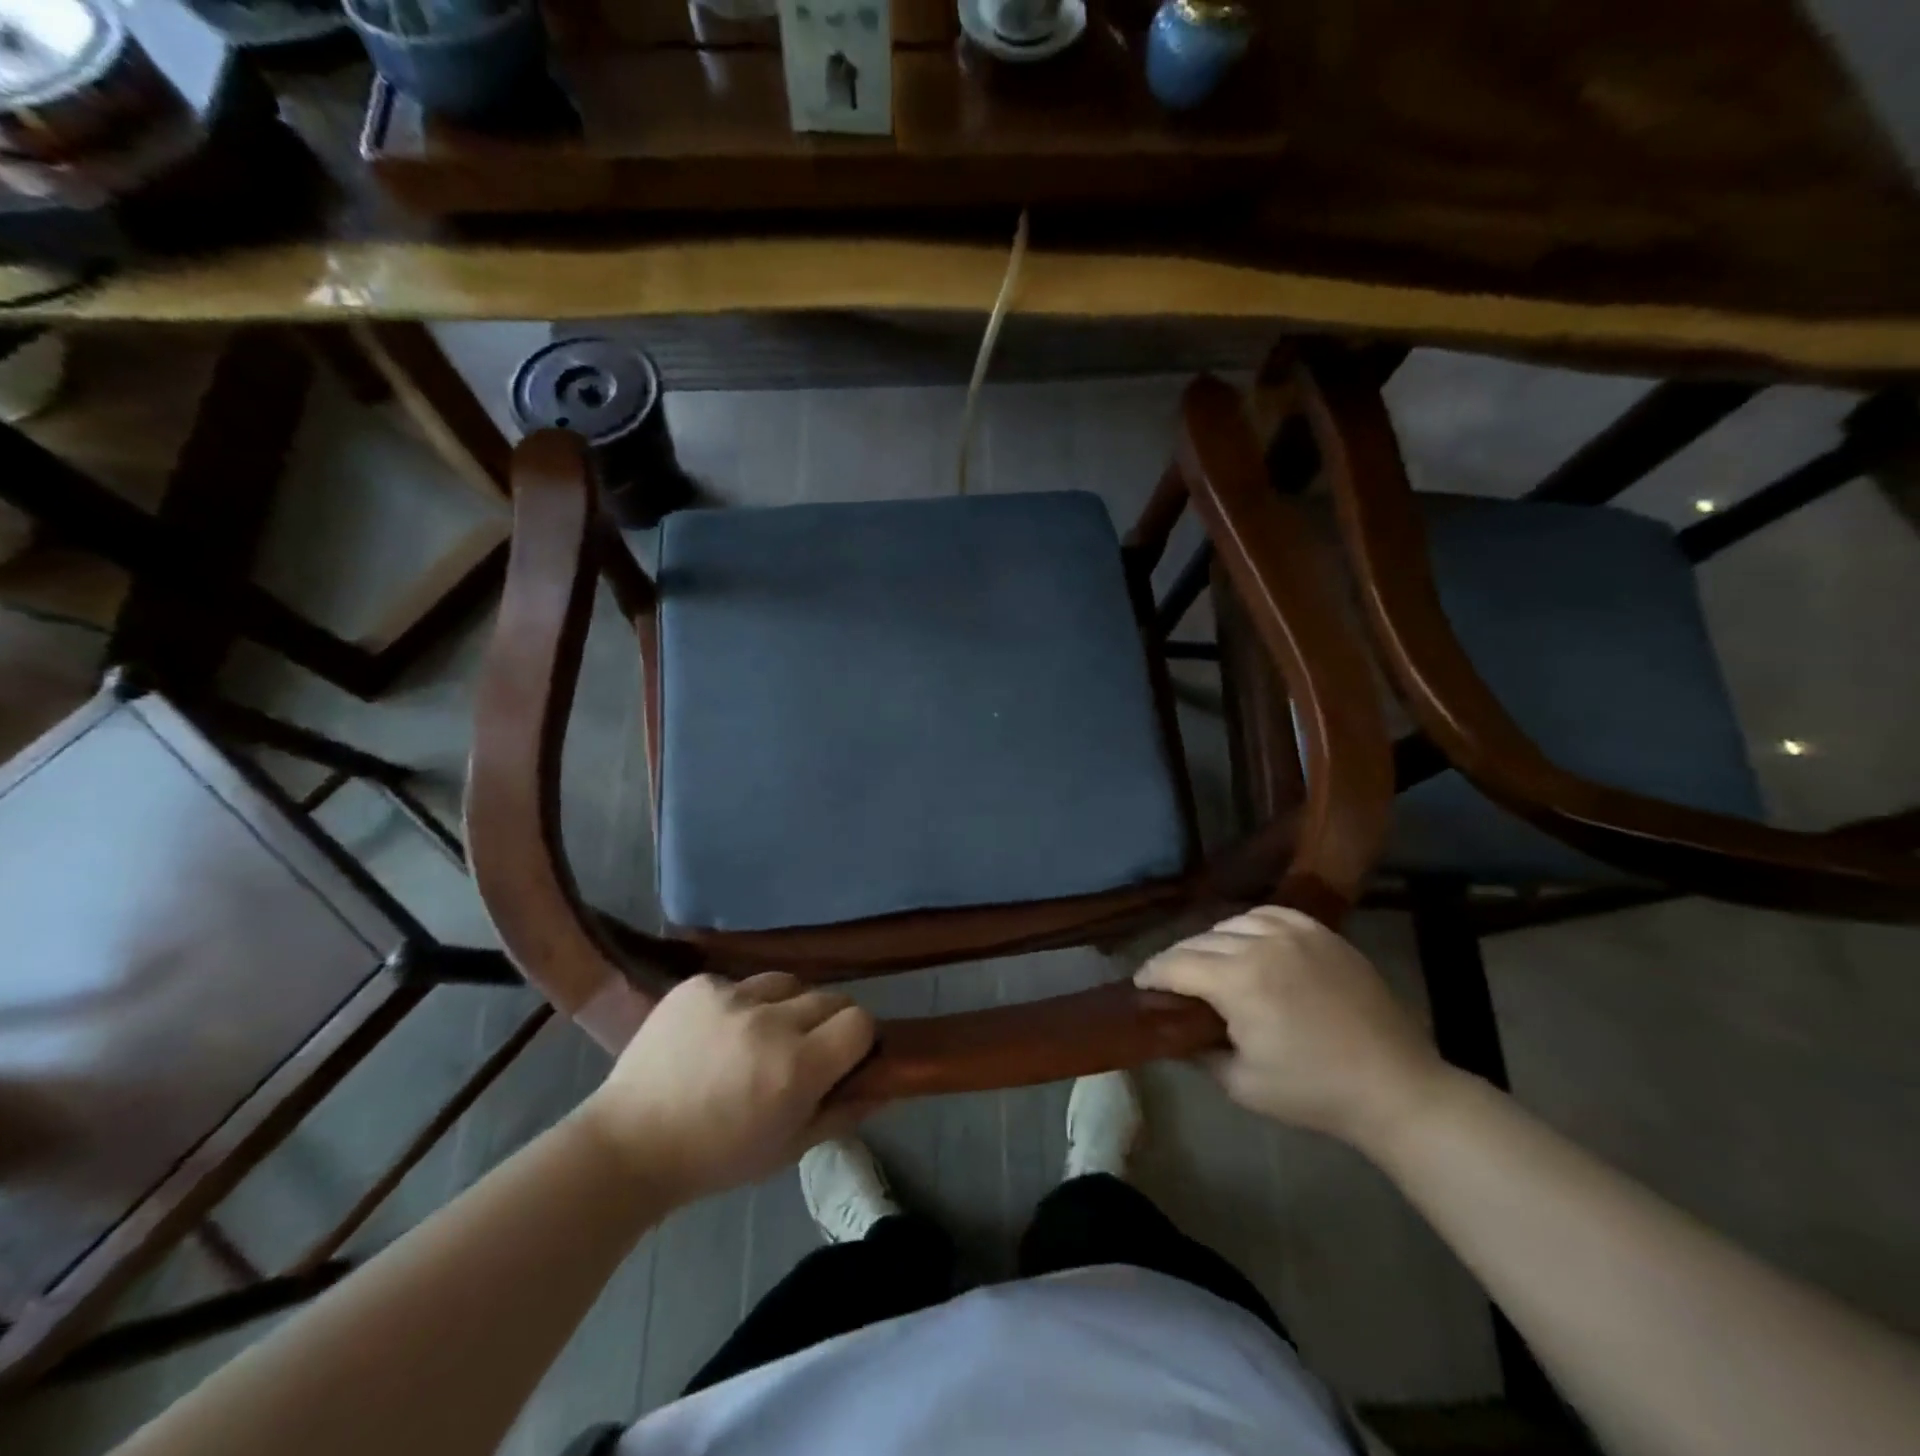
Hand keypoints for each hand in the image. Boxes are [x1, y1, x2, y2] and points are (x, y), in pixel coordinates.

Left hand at [576, 973, 875, 1202]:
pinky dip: (739, 1004)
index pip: (860, 1021)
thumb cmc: (716, 1158)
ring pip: (787, 983)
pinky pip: (740, 982)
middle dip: (825, 1023)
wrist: (629, 1144)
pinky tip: (716, 1033)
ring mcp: (732, 996)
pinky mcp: (699, 984)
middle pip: (829, 997)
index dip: (857, 1039)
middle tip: (801, 1051)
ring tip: (758, 1036)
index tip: (842, 1057)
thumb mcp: (789, 1149)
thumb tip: (888, 1085)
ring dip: (785, 1007)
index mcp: (797, 1066)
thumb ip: (845, 1112)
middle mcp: (771, 1021)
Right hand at [1136, 906, 1448, 1150]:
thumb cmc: (1314, 1092)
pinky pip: (1269, 914)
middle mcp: (1260, 944)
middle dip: (1177, 960)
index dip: (1151, 974)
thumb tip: (1172, 1033)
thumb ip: (1197, 1052)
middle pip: (1199, 941)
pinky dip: (1248, 925)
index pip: (1175, 964)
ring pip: (1231, 923)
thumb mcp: (1241, 1084)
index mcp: (1238, 981)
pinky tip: (1247, 942)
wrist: (1395, 1087)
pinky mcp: (1321, 932)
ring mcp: (1295, 932)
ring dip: (1211, 941)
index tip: (1139, 985)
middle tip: (1169, 981)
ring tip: (1208, 962)